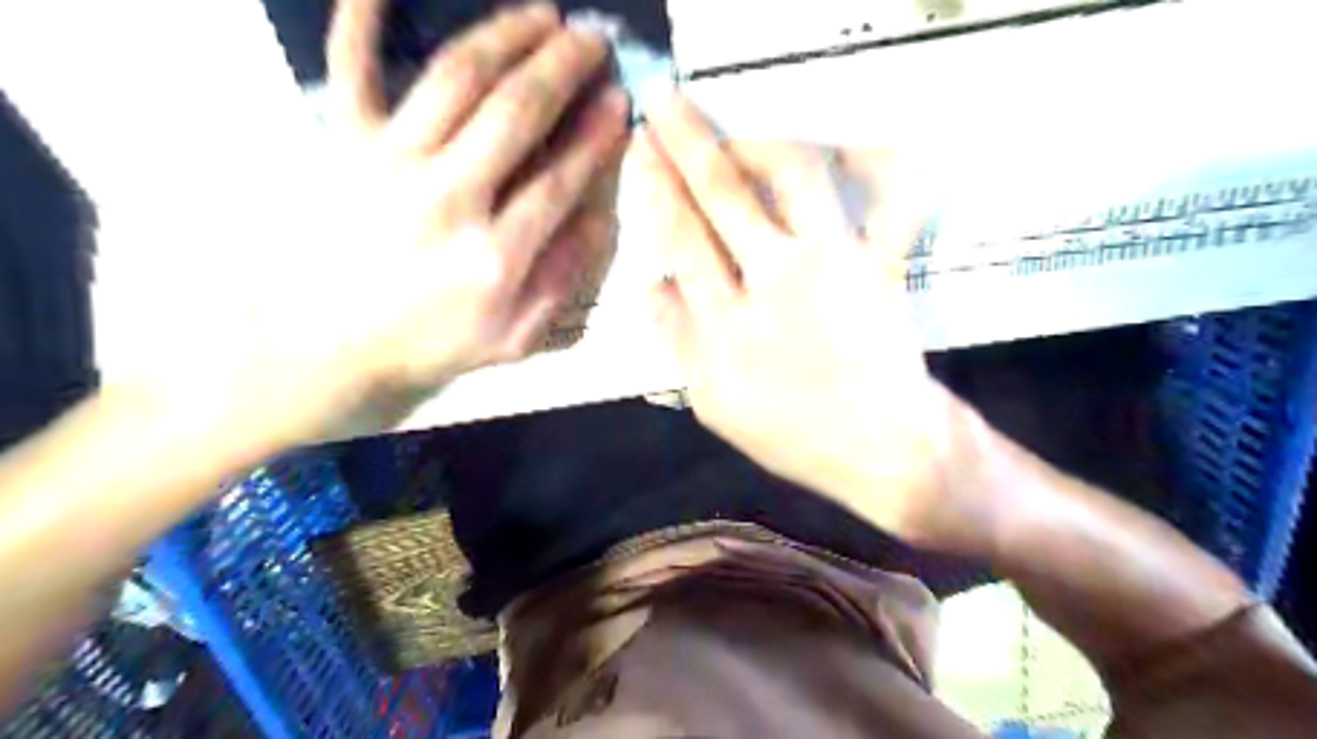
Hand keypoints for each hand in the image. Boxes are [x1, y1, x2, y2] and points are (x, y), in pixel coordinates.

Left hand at [143, 0, 628, 442]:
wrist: (324, 348)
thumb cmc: (427, 345)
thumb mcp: (513, 339)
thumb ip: (561, 280)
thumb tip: (598, 217)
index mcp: (494, 256)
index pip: (560, 178)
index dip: (596, 135)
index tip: (620, 99)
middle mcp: (446, 198)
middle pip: (515, 113)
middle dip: (563, 67)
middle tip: (594, 37)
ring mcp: (389, 163)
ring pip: (456, 79)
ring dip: (505, 35)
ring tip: (542, 13)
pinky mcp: (341, 144)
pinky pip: (351, 67)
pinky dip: (363, 19)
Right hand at [631, 93, 991, 551]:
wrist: (880, 445)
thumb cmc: (791, 432)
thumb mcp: (714, 402)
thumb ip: (679, 340)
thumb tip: (648, 285)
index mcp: (727, 325)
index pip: (681, 239)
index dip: (656, 187)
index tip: (640, 149)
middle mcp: (775, 281)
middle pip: (723, 194)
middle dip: (686, 142)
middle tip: (664, 104)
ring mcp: (834, 264)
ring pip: (796, 176)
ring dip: (761, 142)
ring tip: (737, 134)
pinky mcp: (880, 260)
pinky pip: (893, 198)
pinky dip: (882, 161)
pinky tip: (854, 145)